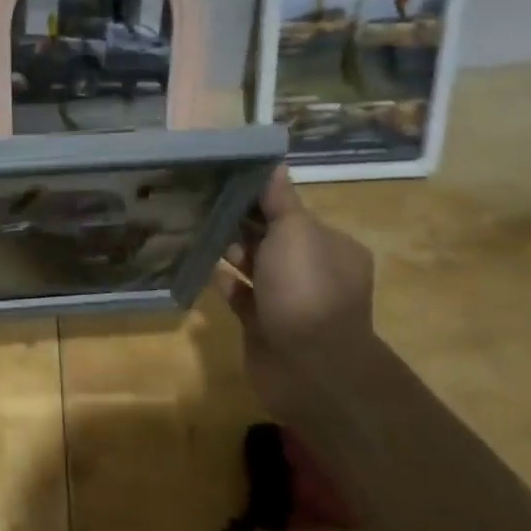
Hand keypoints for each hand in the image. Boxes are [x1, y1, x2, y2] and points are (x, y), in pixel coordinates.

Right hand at [215, 174, 377, 420]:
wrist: (307, 366)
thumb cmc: (305, 289)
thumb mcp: (296, 232)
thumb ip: (280, 201)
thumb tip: (273, 165)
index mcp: (332, 246)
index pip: (294, 214)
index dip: (263, 198)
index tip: (227, 182)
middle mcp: (314, 271)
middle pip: (274, 239)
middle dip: (243, 224)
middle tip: (204, 204)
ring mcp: (289, 301)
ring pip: (255, 267)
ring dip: (231, 251)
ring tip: (198, 230)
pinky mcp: (264, 324)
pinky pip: (241, 296)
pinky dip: (224, 281)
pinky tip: (202, 266)